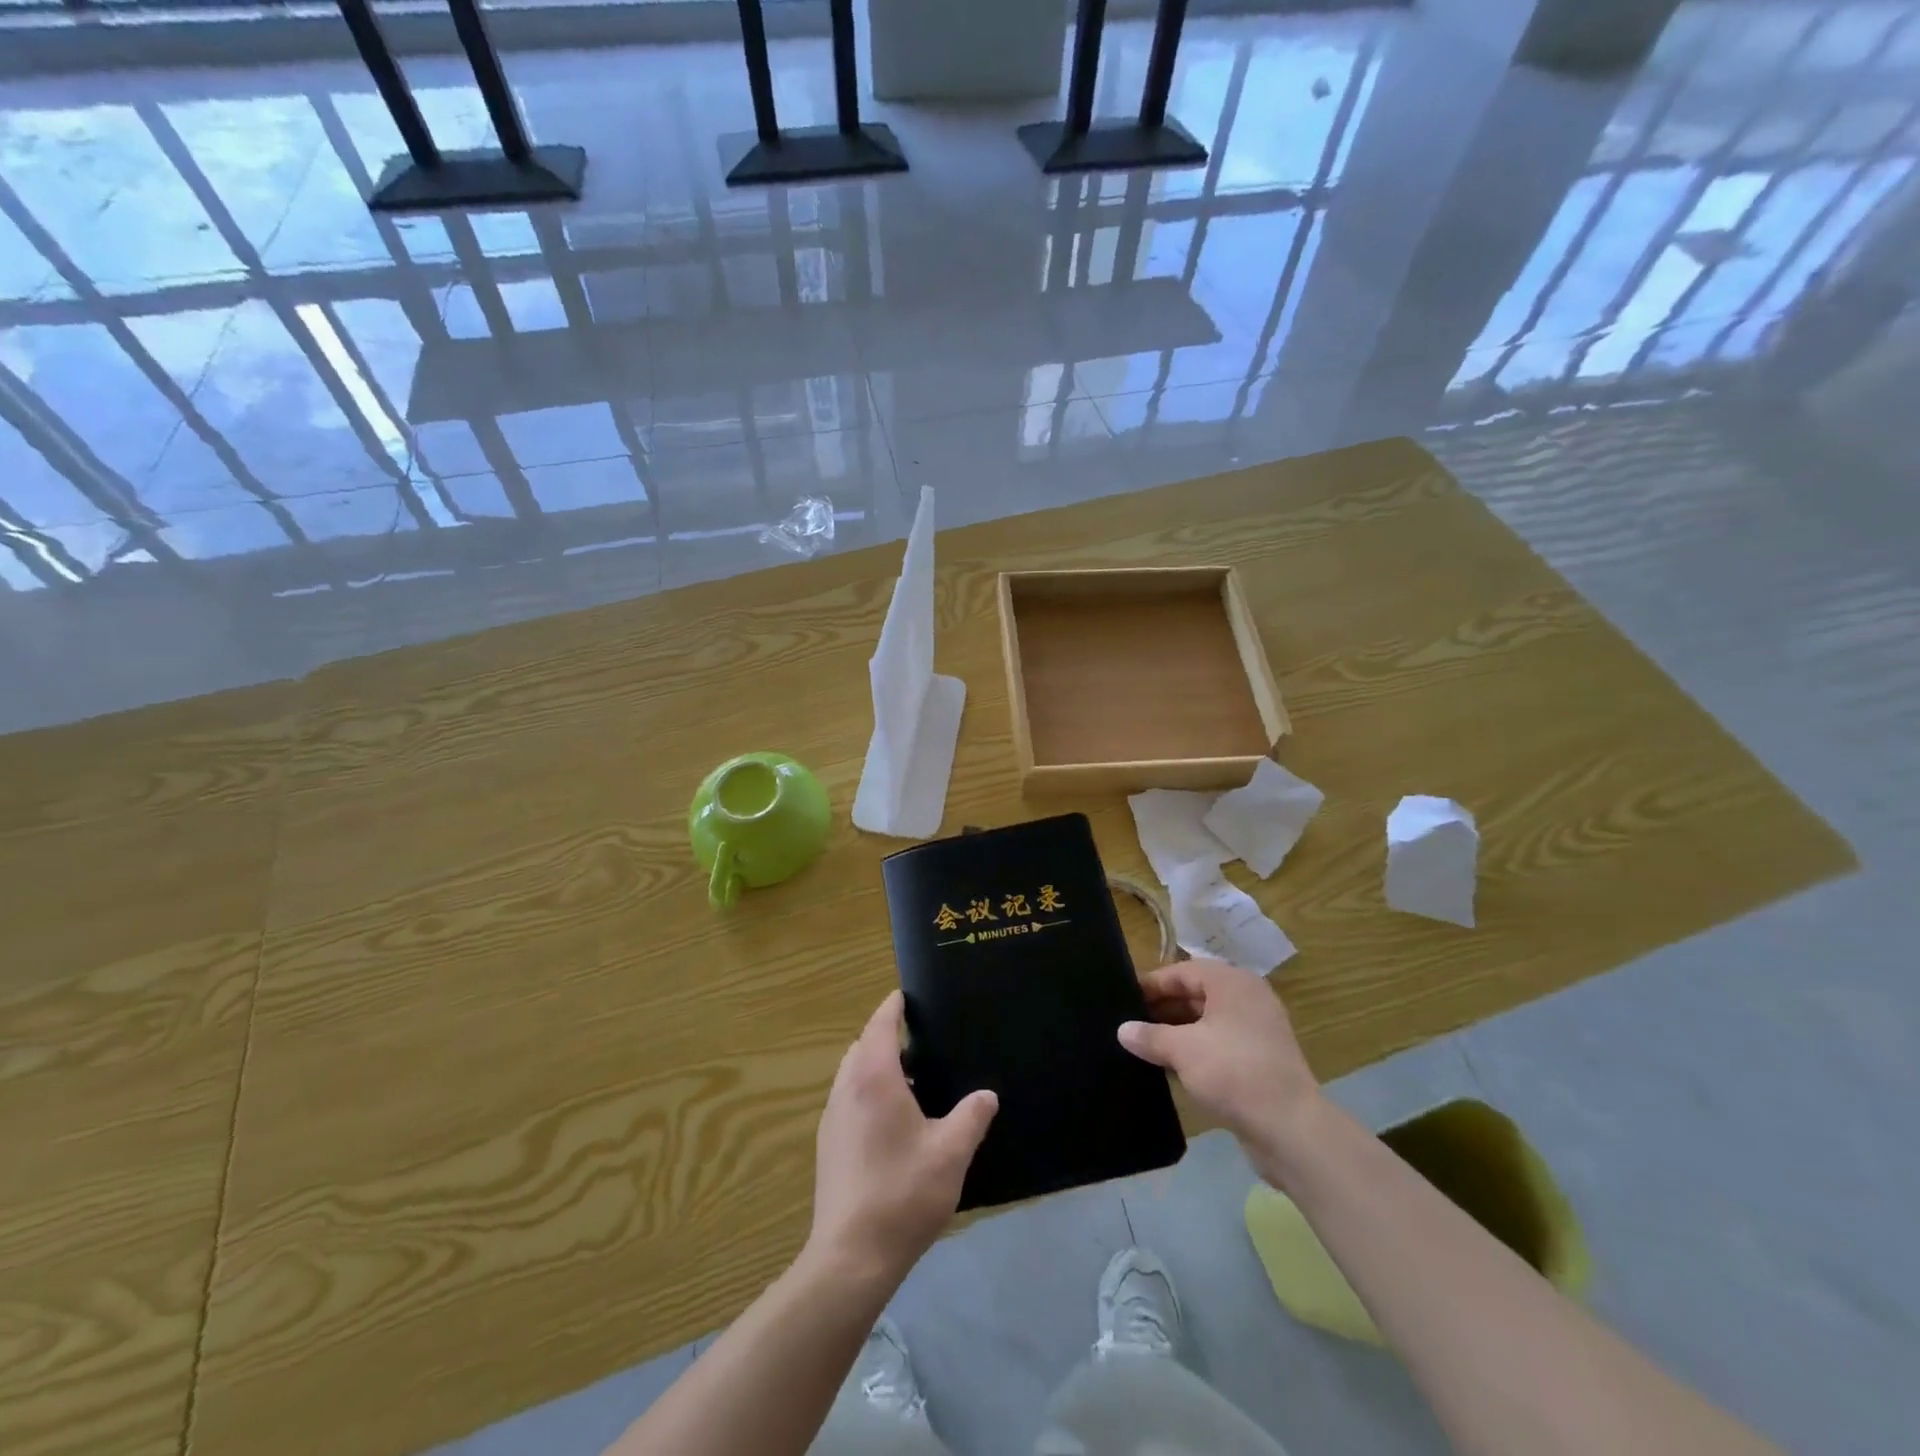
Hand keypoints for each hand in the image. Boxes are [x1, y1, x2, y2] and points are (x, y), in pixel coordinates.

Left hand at [809, 991, 997, 1283]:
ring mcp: (832, 1117)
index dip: (893, 1006)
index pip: (880, 1024)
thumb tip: (987, 1095)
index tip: (908, 996)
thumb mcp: (950, 1153)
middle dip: (887, 1036)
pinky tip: (895, 1121)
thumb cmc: (902, 1193)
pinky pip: (849, 1099)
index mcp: (874, 1078)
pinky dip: (868, 1092)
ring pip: (853, 1074)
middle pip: (863, 1046)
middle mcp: (846, 1089)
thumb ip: (972, 1117)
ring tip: (914, 1080)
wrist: (850, 1257)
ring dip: (876, 1066)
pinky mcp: (828, 1144)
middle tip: (922, 1040)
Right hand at [1117, 959, 1323, 1173]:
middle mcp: (1247, 999)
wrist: (1291, 1128)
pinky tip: (1170, 1067)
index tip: (1123, 999)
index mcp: (1232, 983)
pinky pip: (1218, 1044)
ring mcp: (1256, 1031)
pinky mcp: (1259, 1060)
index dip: (1151, 984)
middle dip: (1162, 1009)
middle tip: (1129, 1024)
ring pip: (1206, 1022)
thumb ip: (1150, 1036)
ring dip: (1176, 1032)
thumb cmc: (1233, 1072)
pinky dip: (1195, 1050)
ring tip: (1143, 1046)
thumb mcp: (1182, 1050)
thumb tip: (1123, 1030)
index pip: (1182, 972)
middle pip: (1195, 994)